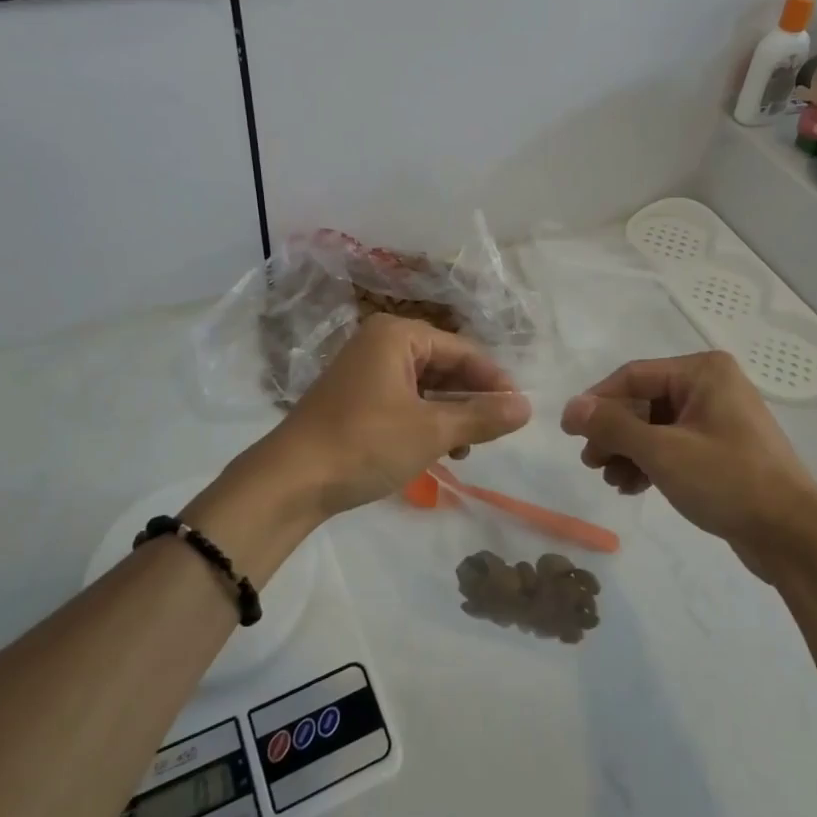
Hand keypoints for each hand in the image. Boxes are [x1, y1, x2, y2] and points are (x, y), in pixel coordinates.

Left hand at [263, 315, 532, 519]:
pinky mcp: (355, 400)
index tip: (520, 410)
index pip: (463, 350)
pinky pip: (404, 402)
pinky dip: (426, 422)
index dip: (494, 380)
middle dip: (471, 399)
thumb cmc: (365, 443)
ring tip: (468, 448)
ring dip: (451, 414)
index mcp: (398, 335)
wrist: (289, 481)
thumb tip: (527, 407)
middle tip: (498, 431)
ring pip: (425, 387)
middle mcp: (380, 344)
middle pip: (444, 365)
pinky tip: (440, 451)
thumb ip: (482, 416)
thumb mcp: (431, 430)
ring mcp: (364, 372)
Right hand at [561, 352, 816, 579]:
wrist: (793, 535)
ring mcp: (718, 419)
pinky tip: (633, 488)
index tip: (569, 431)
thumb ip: (613, 427)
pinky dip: (651, 463)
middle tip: (591, 463)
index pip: (633, 376)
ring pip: (656, 427)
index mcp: (703, 372)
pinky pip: (674, 446)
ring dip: (629, 452)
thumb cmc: (728, 480)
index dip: (597, 402)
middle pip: (643, 402)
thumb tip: (571, 407)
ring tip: (612, 481)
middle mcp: (711, 386)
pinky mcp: (722, 450)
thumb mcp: (662, 452)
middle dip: (614, 433)